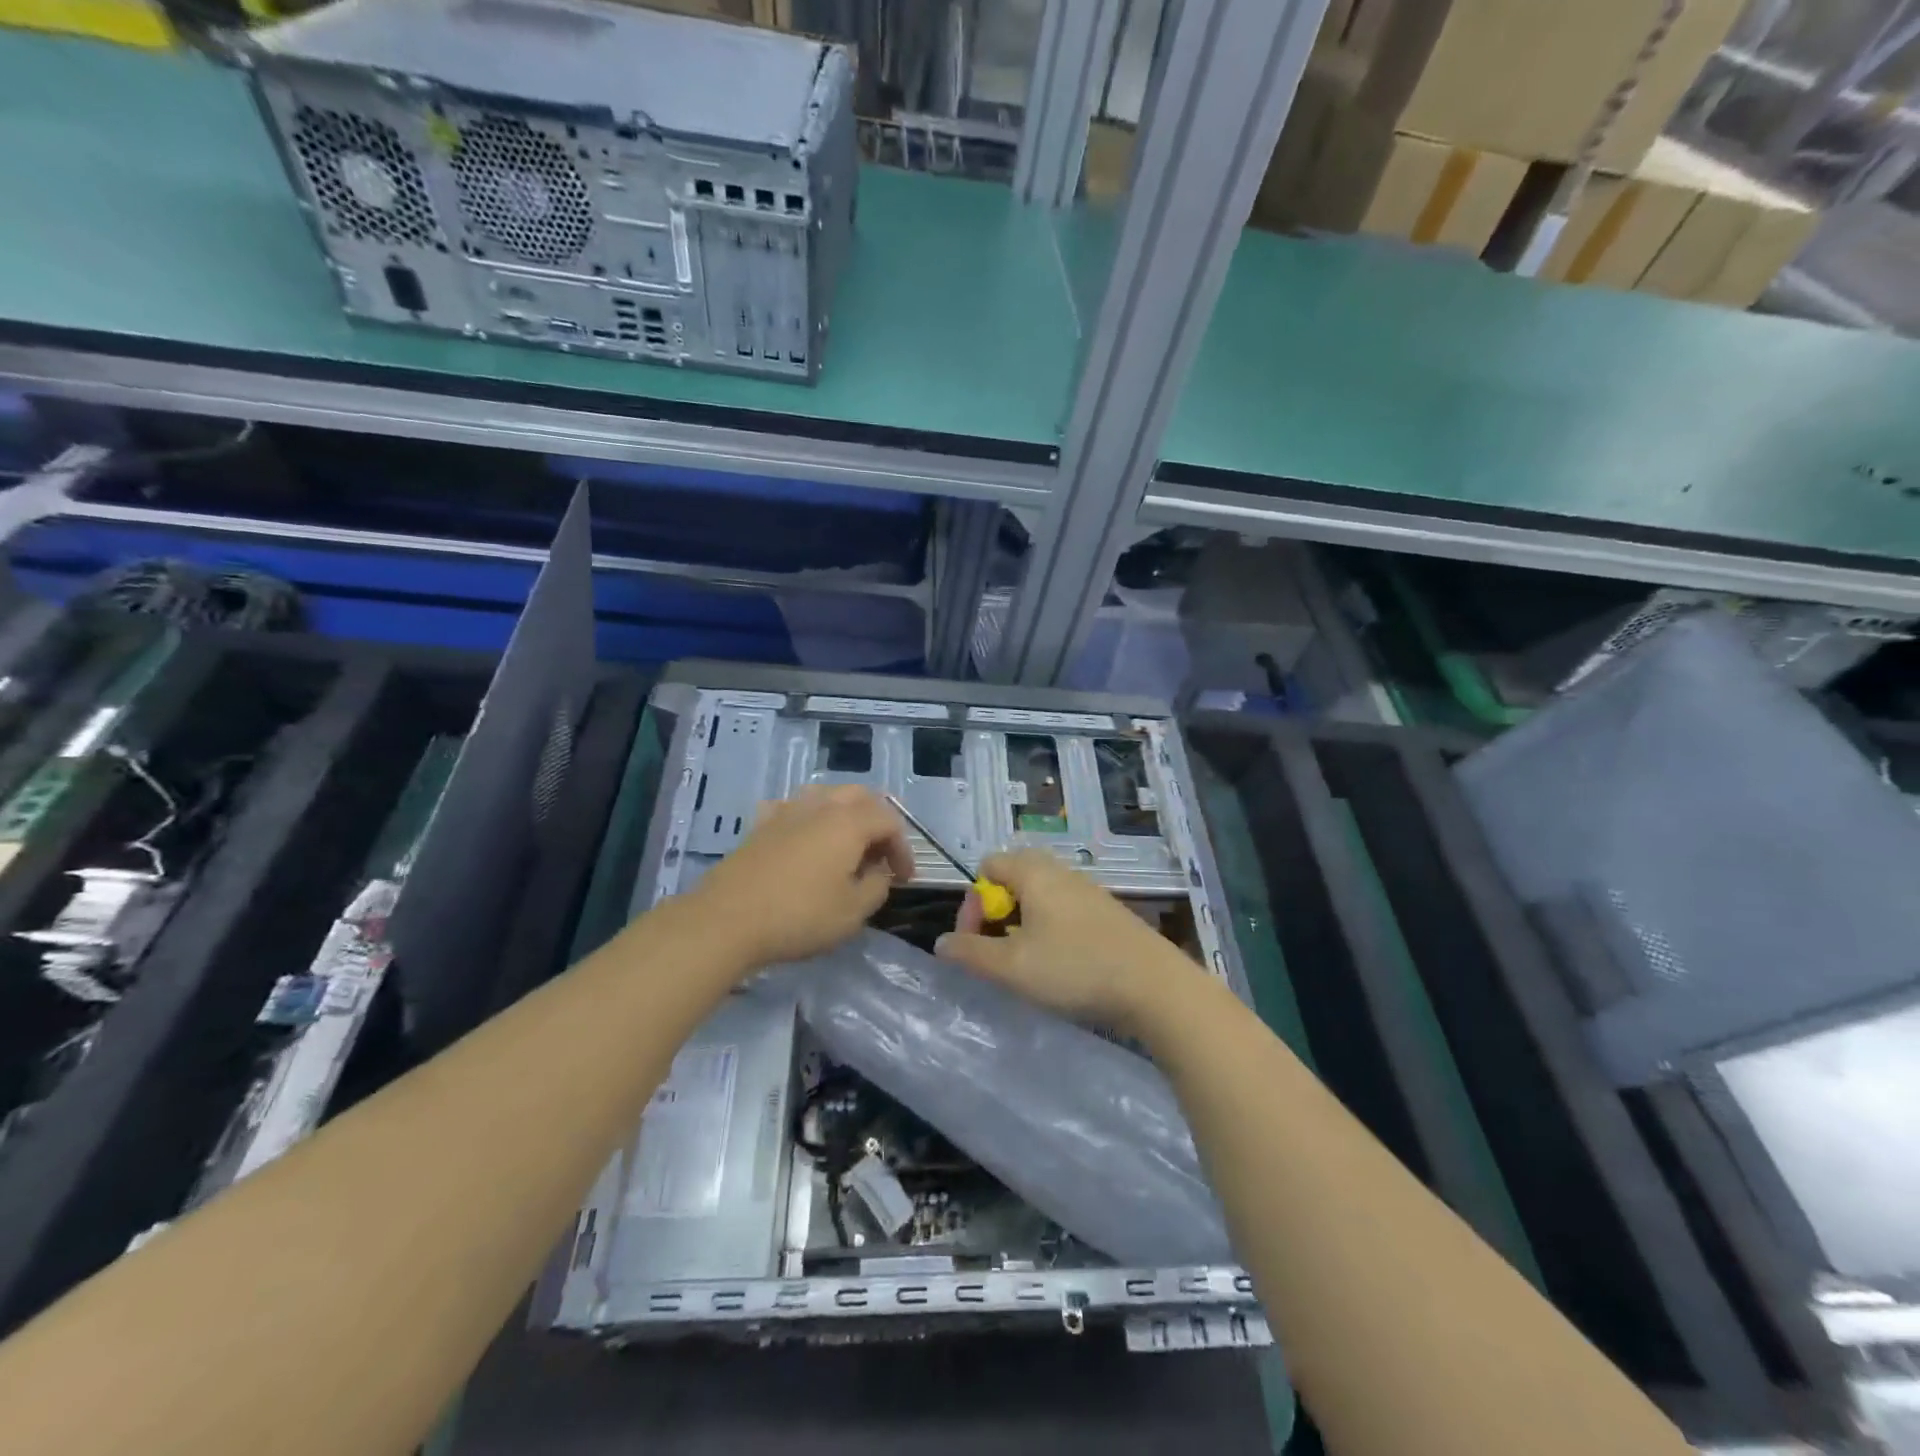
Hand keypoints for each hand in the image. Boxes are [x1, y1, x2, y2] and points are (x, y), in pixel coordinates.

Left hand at [689, 785, 912, 967]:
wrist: (727, 920)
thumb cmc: (799, 916)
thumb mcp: (853, 912)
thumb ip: (877, 886)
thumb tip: (878, 872)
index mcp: (849, 822)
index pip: (890, 821)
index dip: (903, 848)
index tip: (904, 879)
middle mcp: (820, 806)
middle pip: (860, 796)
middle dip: (878, 821)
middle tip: (881, 853)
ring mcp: (787, 811)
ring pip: (826, 795)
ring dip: (845, 814)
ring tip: (847, 845)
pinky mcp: (760, 825)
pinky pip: (793, 808)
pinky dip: (808, 818)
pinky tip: (804, 838)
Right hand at [935, 850, 1206, 1033]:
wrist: (1155, 986)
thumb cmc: (1075, 969)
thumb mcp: (1012, 968)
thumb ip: (970, 953)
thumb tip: (941, 943)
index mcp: (1035, 872)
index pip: (988, 865)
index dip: (972, 902)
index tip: (976, 942)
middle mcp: (1061, 871)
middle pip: (1014, 877)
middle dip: (997, 912)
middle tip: (1000, 949)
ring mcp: (1089, 890)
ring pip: (1041, 895)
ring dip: (1024, 924)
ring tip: (1028, 962)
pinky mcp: (1108, 912)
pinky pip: (1065, 909)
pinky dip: (1051, 929)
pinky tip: (1062, 965)